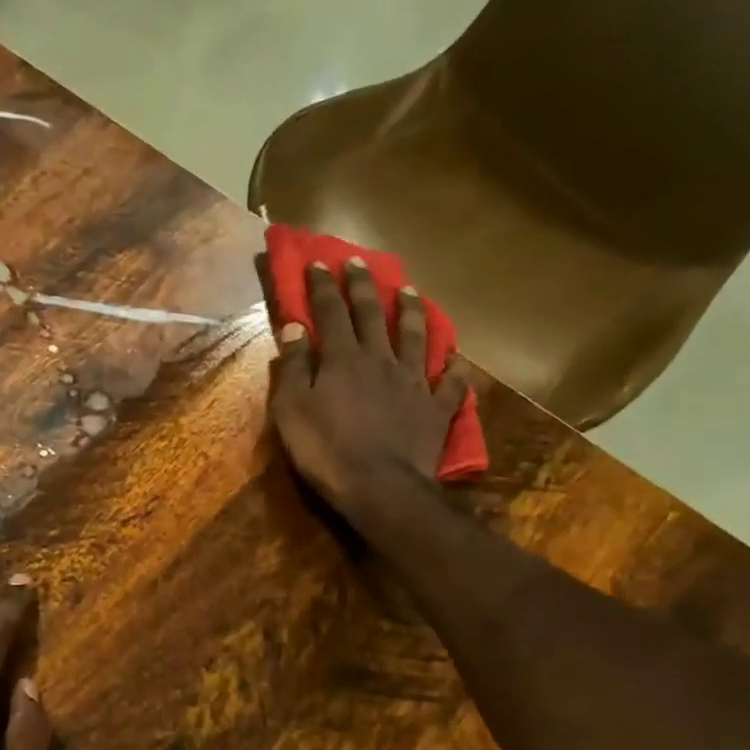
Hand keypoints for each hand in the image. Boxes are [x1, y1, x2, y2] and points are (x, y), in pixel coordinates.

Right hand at [264, 256, 467, 538]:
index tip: (317, 263)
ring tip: (410, 290)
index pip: (330, 312)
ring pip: (415, 337)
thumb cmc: (326, 451)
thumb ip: (294, 369)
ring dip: (411, 311)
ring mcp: (413, 382)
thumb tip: (294, 328)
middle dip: (362, 285)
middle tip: (357, 261)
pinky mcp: (436, 409)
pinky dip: (454, 368)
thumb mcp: (293, 411)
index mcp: (343, 359)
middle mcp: (380, 360)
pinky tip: (456, 357)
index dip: (322, 286)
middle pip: (371, 314)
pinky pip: (450, 383)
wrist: (380, 487)